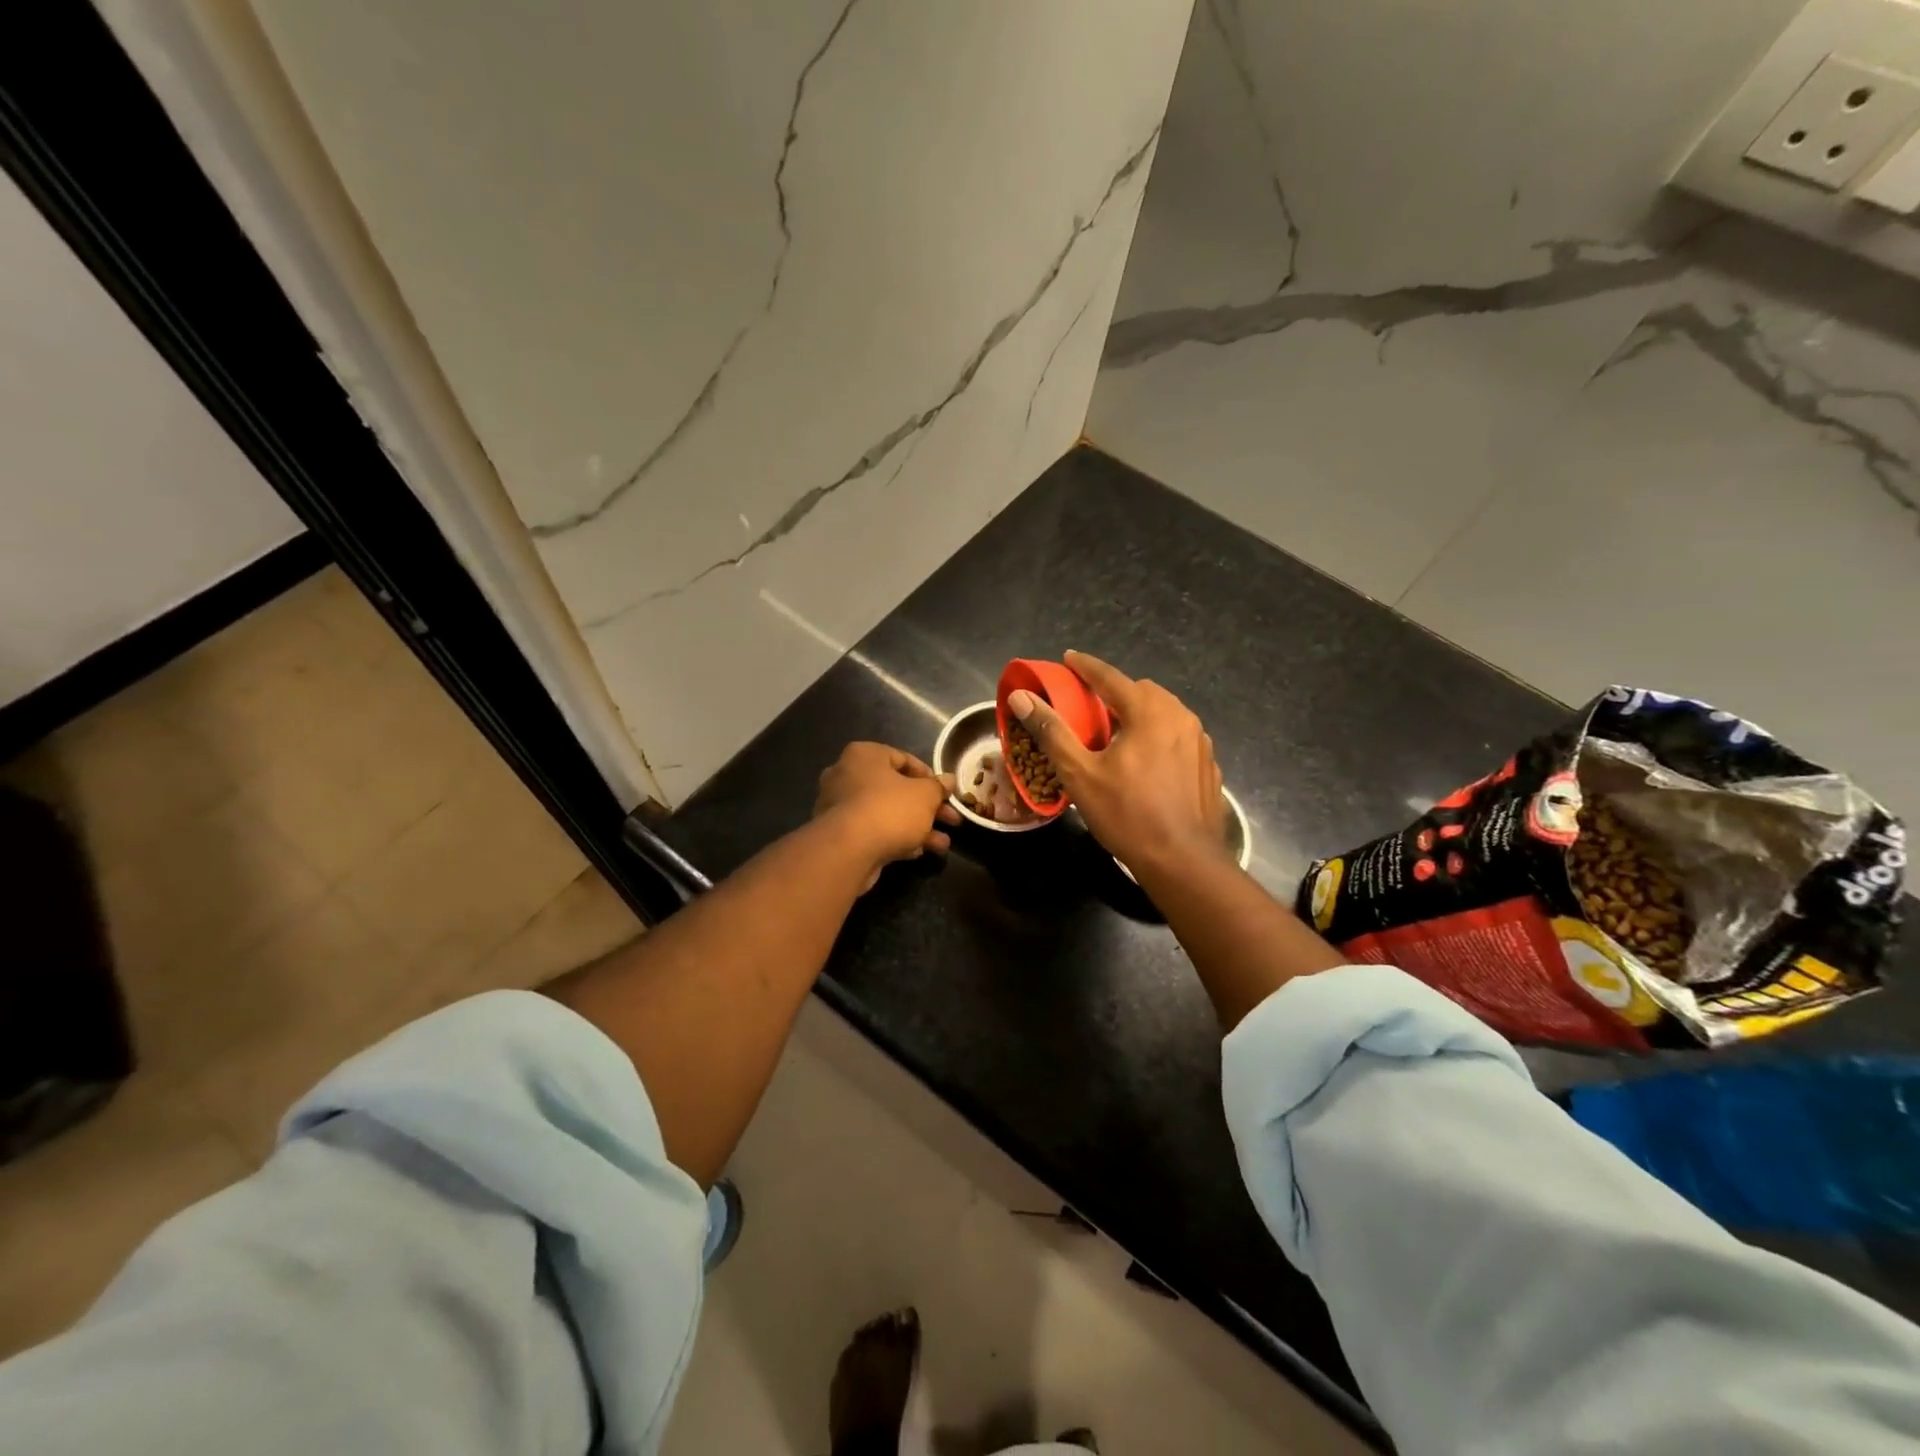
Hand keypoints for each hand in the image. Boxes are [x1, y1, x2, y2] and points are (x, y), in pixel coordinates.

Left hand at [814, 743, 959, 890]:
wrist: (848, 851)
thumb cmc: (889, 809)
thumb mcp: (925, 795)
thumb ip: (938, 787)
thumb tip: (949, 780)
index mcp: (864, 755)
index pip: (903, 759)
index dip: (930, 776)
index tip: (947, 792)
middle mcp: (847, 776)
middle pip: (896, 789)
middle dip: (927, 807)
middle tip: (951, 819)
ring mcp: (840, 807)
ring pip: (887, 813)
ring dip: (917, 827)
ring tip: (943, 844)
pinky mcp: (839, 835)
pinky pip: (874, 831)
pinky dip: (896, 838)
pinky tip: (918, 852)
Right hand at [1008, 651, 1226, 878]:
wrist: (1182, 860)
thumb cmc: (1127, 814)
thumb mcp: (1080, 773)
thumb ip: (1051, 731)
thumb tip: (1021, 698)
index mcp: (1149, 711)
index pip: (1110, 677)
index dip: (1085, 666)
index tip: (1068, 658)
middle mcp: (1180, 717)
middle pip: (1142, 691)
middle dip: (1115, 692)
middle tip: (1090, 707)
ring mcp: (1200, 741)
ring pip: (1165, 713)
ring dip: (1139, 714)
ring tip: (1118, 734)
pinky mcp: (1208, 765)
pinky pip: (1179, 737)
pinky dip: (1159, 738)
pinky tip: (1147, 763)